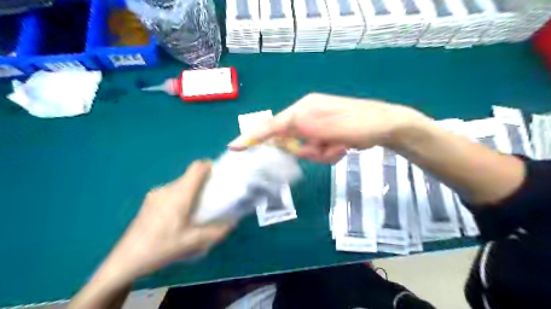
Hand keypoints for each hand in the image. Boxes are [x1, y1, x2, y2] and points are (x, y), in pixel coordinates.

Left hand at [98, 160, 232, 282]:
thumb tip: (233, 222)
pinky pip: (171, 192)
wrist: (125, 260)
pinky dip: (180, 197)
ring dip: (191, 191)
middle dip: (204, 183)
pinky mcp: (149, 201)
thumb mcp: (194, 242)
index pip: (197, 167)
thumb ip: (217, 231)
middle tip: (211, 198)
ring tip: (195, 211)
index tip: (219, 176)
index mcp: (180, 194)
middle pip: (190, 176)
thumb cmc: (162, 247)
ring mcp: (156, 194)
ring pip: (180, 185)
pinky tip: (178, 217)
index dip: (210, 166)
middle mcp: (167, 188)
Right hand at [227, 93, 424, 162]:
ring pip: (304, 149)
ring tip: (339, 146)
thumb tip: (279, 132)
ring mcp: (315, 124)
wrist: (385, 126)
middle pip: (290, 141)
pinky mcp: (322, 132)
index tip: (234, 147)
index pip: (273, 125)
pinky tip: (341, 146)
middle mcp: (306, 114)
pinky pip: (315, 150)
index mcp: (304, 108)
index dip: (253, 136)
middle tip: (328, 148)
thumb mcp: (330, 127)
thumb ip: (302, 128)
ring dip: (321, 153)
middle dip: (308, 150)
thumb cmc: (360, 125)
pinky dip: (327, 153)